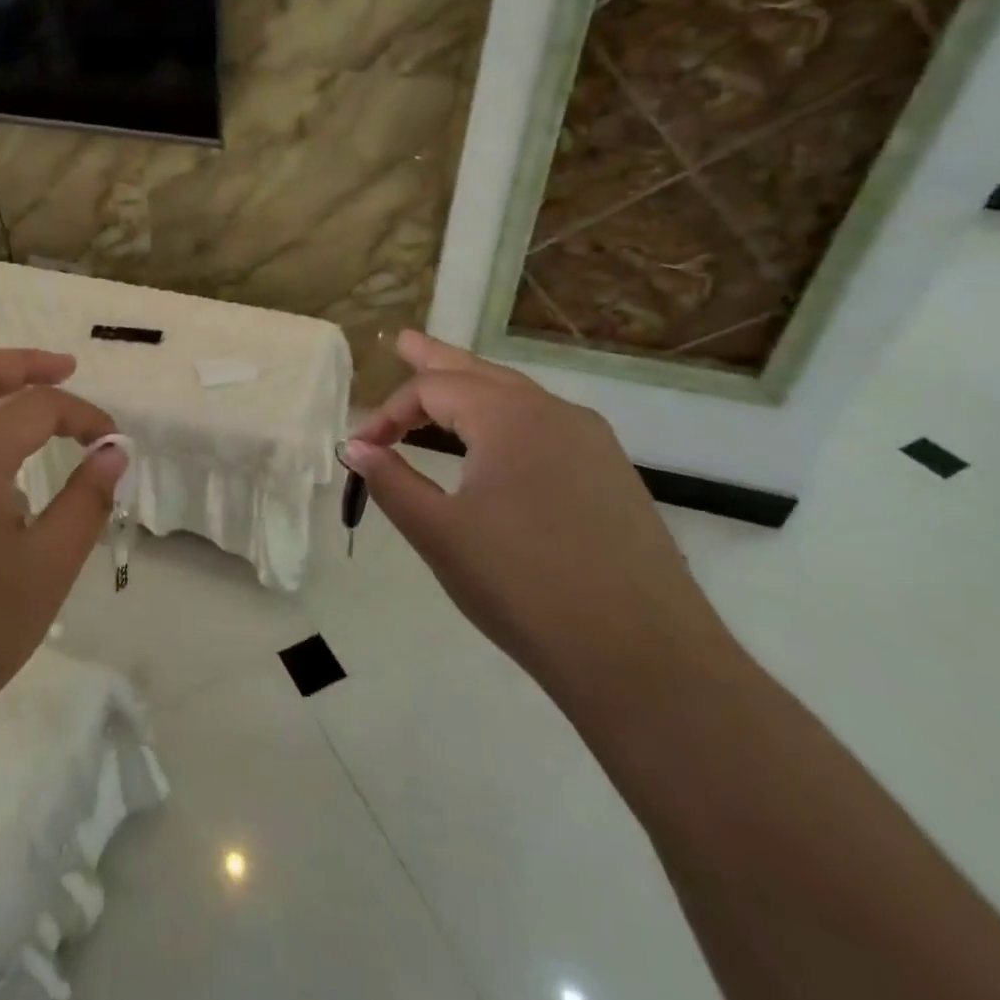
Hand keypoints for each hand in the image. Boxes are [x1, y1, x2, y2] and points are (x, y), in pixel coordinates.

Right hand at [345, 331, 732, 701]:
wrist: (643, 658)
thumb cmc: (523, 586)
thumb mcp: (439, 533)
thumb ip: (391, 481)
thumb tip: (356, 447)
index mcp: (509, 416)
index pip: (432, 390)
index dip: (388, 413)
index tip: (361, 448)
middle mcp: (555, 413)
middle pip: (480, 373)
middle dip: (436, 359)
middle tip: (403, 340)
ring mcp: (592, 442)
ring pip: (518, 398)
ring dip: (473, 388)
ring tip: (445, 381)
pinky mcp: (612, 475)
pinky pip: (546, 427)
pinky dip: (506, 419)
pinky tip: (498, 440)